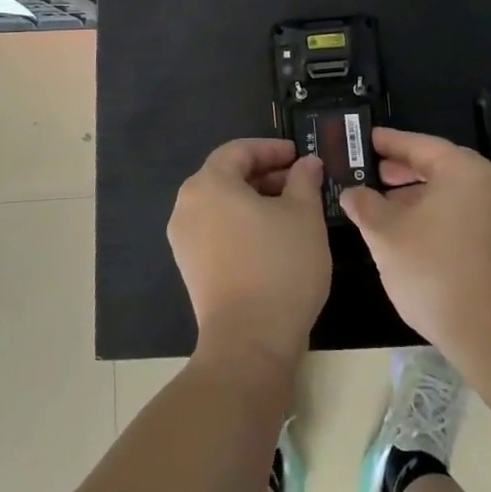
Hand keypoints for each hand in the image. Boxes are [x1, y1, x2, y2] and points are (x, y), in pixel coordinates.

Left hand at [169, 139, 331, 376]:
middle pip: (226, 176)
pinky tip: (272, 238)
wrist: (249, 342)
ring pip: (222, 204)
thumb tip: (306, 163)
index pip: (239, 150)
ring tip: (291, 210)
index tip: (299, 156)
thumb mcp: (304, 215)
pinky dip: (242, 224)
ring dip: (254, 200)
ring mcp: (184, 239)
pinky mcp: (190, 268)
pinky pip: (216, 230)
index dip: (271, 149)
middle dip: (264, 174)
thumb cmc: (280, 266)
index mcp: (209, 184)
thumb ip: (304, 180)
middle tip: (300, 182)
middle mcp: (187, 206)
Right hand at [339, 128, 490, 360]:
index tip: (367, 139)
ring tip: (386, 207)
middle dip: (404, 170)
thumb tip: (352, 192)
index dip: (390, 142)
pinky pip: (467, 215)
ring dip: (420, 196)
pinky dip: (438, 215)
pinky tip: (413, 233)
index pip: (422, 145)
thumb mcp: (386, 234)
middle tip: (373, 172)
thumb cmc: (434, 270)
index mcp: (465, 171)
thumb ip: (365, 205)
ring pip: (454, 193)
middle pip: (441, 167)